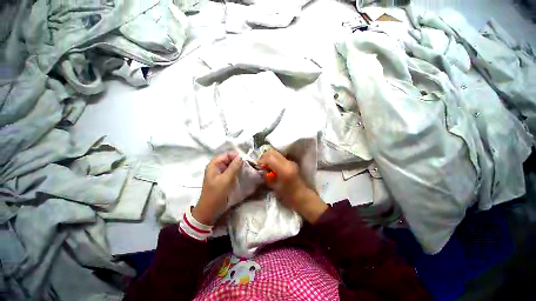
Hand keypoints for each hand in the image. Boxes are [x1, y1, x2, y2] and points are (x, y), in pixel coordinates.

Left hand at [192, 151, 241, 224]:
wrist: (210, 209)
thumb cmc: (216, 194)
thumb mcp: (226, 180)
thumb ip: (233, 167)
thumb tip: (241, 157)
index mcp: (214, 164)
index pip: (227, 154)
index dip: (236, 156)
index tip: (246, 160)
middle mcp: (217, 166)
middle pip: (229, 159)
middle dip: (238, 160)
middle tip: (248, 164)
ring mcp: (220, 172)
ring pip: (231, 164)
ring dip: (239, 165)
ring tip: (247, 168)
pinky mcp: (224, 178)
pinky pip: (231, 170)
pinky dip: (237, 170)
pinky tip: (243, 173)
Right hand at [258, 150, 327, 223]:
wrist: (302, 196)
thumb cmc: (288, 196)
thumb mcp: (274, 187)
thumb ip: (266, 176)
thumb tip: (260, 169)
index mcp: (284, 170)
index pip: (270, 157)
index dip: (261, 160)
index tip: (258, 166)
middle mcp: (288, 162)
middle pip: (272, 152)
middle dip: (264, 157)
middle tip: (261, 165)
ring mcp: (290, 161)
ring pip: (276, 152)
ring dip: (269, 157)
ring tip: (266, 165)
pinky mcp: (291, 162)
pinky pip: (279, 156)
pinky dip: (273, 159)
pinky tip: (272, 166)